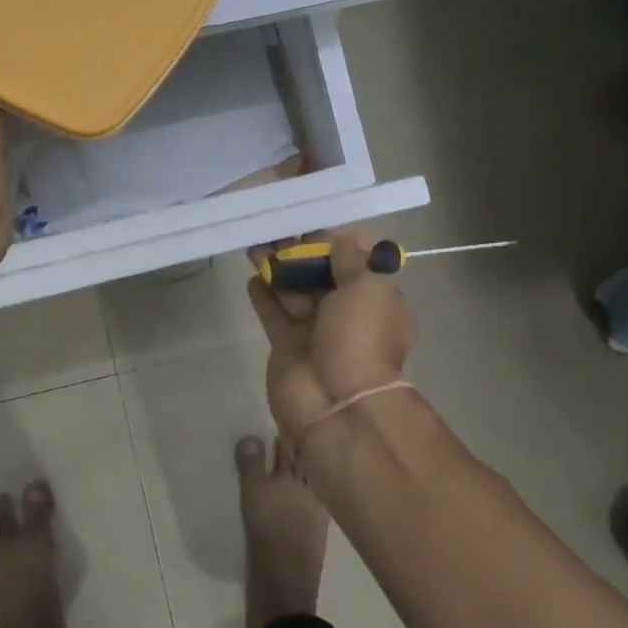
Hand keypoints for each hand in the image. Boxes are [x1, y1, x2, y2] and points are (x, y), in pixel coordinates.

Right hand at [247, 230, 416, 447]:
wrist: (335, 402)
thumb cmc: (359, 338)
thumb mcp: (367, 288)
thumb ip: (350, 260)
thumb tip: (339, 240)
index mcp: (376, 301)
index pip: (356, 264)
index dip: (336, 243)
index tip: (314, 225)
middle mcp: (347, 315)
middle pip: (321, 275)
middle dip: (301, 252)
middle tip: (277, 230)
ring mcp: (314, 331)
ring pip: (293, 290)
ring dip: (277, 268)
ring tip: (256, 246)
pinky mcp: (286, 345)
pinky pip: (273, 313)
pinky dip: (263, 294)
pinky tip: (251, 276)